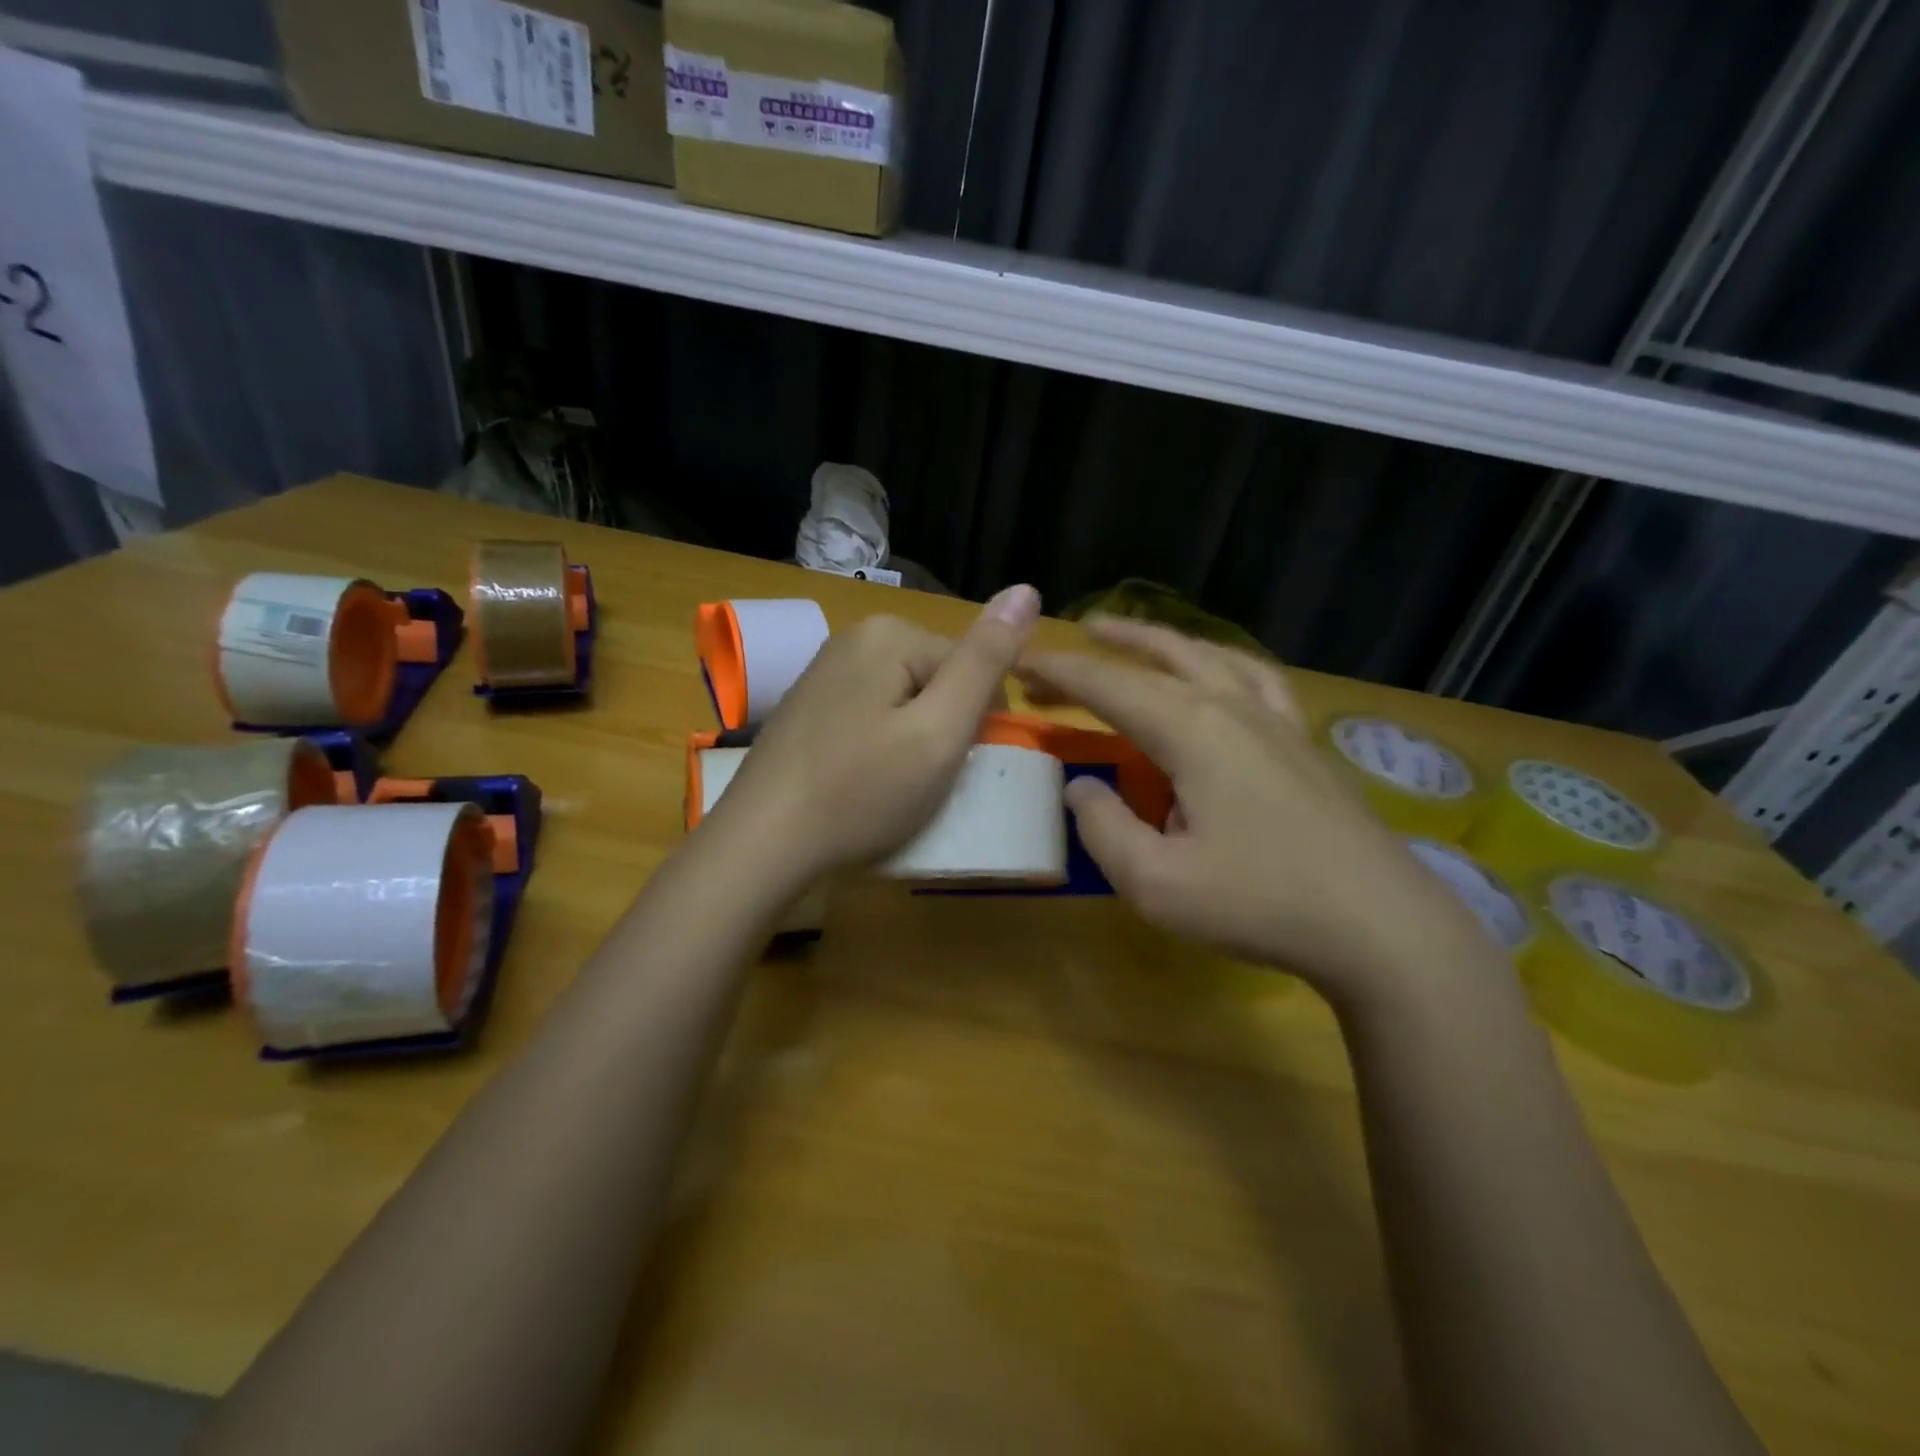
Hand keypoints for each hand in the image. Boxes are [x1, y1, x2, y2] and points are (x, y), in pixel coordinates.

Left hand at [710, 586, 1042, 879]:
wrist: (762, 843)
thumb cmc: (861, 791)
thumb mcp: (940, 730)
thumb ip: (986, 661)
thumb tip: (1027, 589)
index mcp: (889, 633)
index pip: (972, 667)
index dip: (977, 723)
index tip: (953, 767)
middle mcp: (854, 638)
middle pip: (937, 680)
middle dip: (943, 729)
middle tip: (921, 780)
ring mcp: (825, 671)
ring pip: (906, 701)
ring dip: (914, 741)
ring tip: (892, 786)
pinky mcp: (809, 705)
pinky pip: (871, 715)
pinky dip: (880, 747)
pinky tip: (862, 780)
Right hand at [1019, 618, 1494, 1003]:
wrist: (1379, 925)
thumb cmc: (1259, 902)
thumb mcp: (1155, 882)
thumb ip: (1103, 828)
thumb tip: (1082, 786)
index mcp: (1191, 730)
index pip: (1108, 686)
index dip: (1059, 672)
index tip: (1021, 664)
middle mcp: (1231, 706)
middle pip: (1158, 658)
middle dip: (1104, 649)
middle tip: (1065, 646)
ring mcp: (1275, 719)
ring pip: (1209, 654)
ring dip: (1161, 640)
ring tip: (1129, 635)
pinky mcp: (1302, 741)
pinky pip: (1255, 678)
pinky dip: (1220, 661)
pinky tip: (1217, 671)